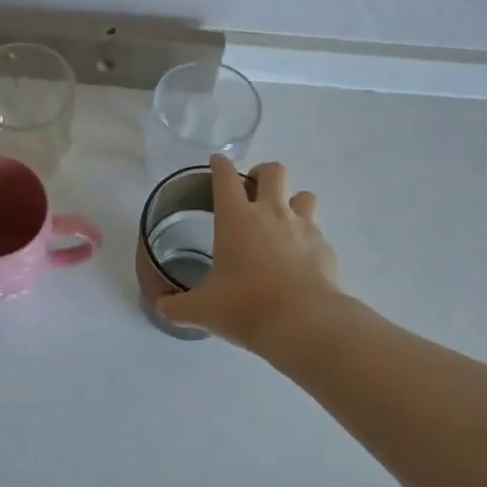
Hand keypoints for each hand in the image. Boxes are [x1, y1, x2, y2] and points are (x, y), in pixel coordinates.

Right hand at [156, 157, 339, 350]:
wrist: (305, 324)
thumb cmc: (246, 307)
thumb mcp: (202, 310)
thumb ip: (177, 306)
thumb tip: (161, 307)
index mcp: (236, 218)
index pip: (225, 177)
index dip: (219, 165)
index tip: (216, 162)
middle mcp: (272, 213)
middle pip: (273, 171)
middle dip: (262, 173)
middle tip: (253, 189)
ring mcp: (304, 228)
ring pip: (304, 195)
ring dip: (292, 201)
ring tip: (282, 221)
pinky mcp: (326, 248)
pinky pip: (318, 233)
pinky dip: (308, 241)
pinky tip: (300, 261)